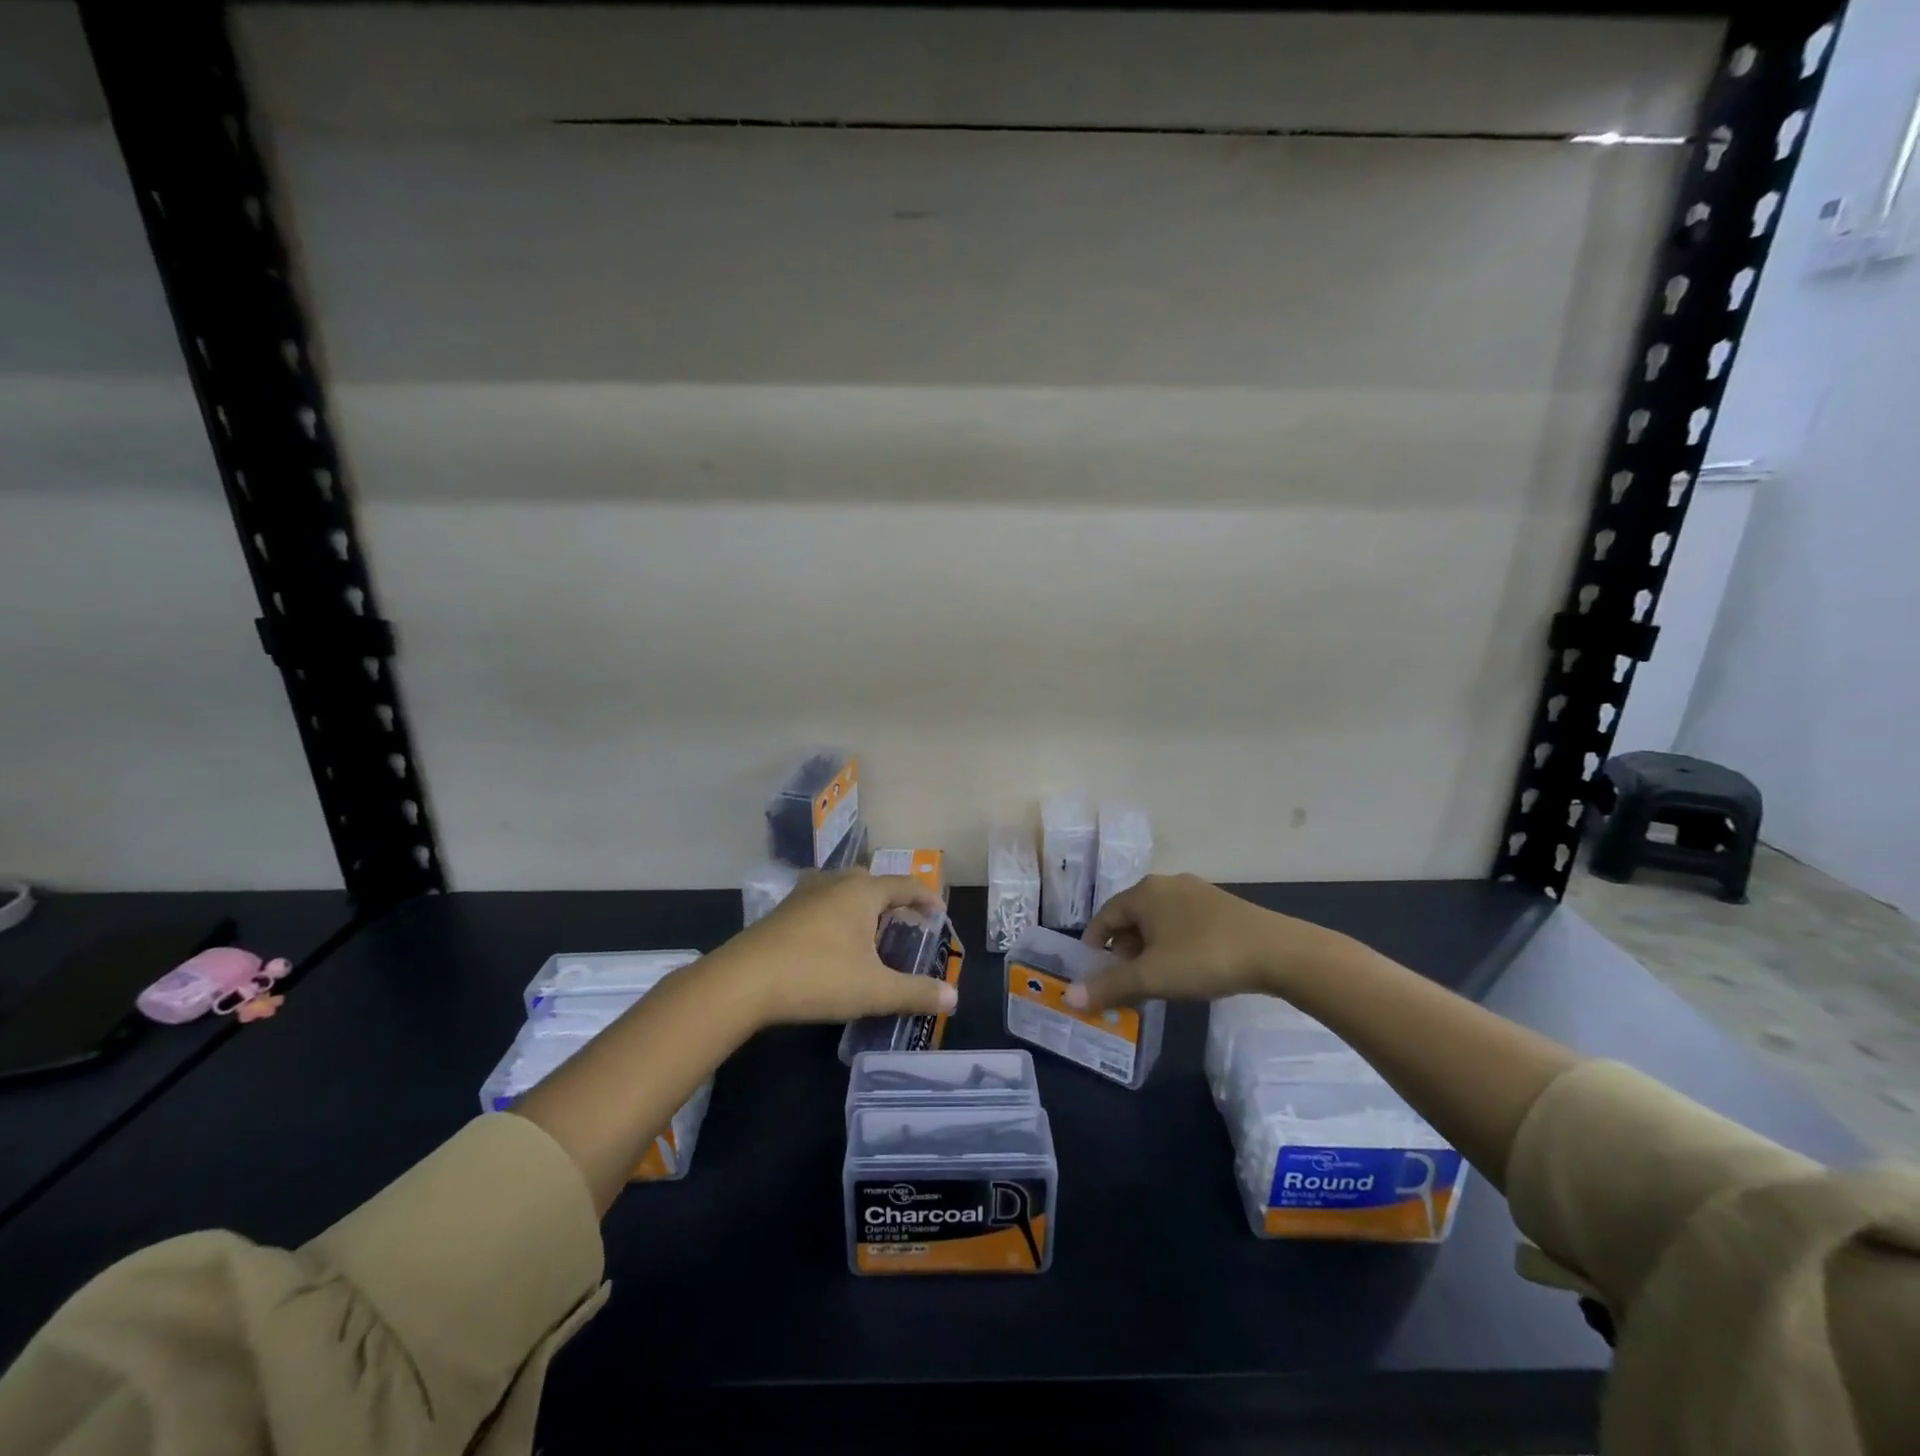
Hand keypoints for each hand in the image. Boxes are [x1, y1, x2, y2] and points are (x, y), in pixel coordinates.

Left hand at [716, 871, 954, 1026]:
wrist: (742, 982)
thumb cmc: (816, 977)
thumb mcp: (873, 990)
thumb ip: (915, 992)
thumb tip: (953, 997)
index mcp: (862, 891)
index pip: (905, 885)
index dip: (926, 899)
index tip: (939, 915)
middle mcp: (835, 883)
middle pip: (873, 881)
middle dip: (893, 900)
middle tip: (905, 925)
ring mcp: (804, 894)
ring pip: (843, 889)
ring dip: (862, 905)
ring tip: (870, 931)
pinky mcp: (783, 911)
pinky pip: (822, 902)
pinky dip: (837, 914)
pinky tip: (832, 940)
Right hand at [1069, 873, 1349, 1011]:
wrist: (1276, 952)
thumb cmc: (1202, 958)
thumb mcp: (1151, 977)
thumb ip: (1109, 986)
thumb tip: (1069, 997)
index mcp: (1144, 893)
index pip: (1105, 915)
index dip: (1094, 942)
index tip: (1092, 968)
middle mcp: (1166, 884)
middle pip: (1132, 915)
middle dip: (1123, 947)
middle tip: (1123, 978)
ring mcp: (1197, 892)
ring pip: (1160, 919)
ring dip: (1149, 946)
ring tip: (1154, 977)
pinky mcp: (1222, 905)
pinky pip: (1184, 922)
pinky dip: (1174, 942)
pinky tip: (1186, 966)